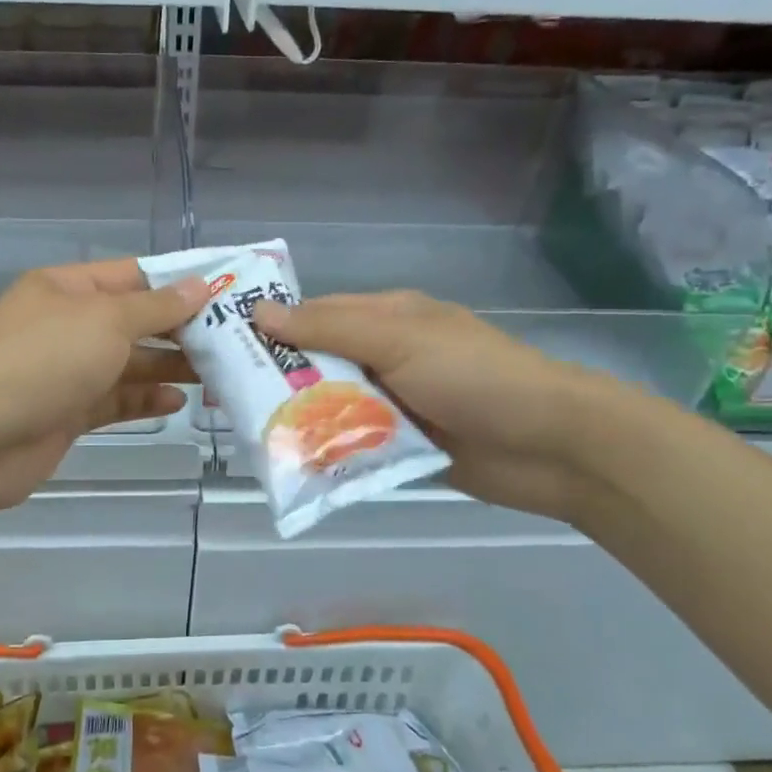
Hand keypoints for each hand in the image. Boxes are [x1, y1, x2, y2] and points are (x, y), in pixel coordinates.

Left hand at [0, 258, 207, 518]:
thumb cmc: (45, 360)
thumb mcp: (107, 321)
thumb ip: (156, 307)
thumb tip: (201, 285)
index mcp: (66, 288)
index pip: (131, 276)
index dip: (177, 282)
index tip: (225, 291)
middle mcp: (67, 325)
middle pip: (133, 322)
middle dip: (179, 329)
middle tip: (232, 339)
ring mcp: (66, 371)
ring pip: (128, 363)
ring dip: (169, 367)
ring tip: (218, 373)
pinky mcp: (69, 412)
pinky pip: (115, 399)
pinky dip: (145, 400)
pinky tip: (179, 402)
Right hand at [254, 290, 620, 520]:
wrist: (550, 446)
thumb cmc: (473, 376)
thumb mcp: (398, 340)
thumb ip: (329, 329)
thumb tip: (259, 312)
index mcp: (387, 317)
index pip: (315, 315)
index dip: (271, 328)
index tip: (221, 346)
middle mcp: (386, 355)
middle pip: (319, 362)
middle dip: (277, 377)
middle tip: (220, 396)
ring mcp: (394, 402)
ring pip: (332, 404)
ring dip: (298, 415)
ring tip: (244, 431)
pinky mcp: (400, 444)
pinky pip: (352, 441)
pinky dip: (326, 448)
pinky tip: (288, 459)